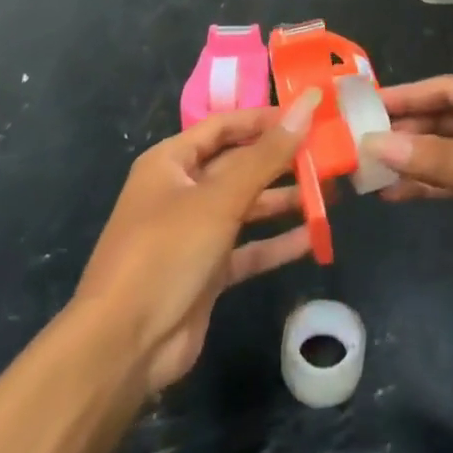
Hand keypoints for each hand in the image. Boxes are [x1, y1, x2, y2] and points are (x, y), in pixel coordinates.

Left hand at [73, 91, 320, 391]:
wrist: (123, 347)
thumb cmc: (166, 252)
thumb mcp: (219, 198)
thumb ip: (267, 154)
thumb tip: (307, 105)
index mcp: (171, 162)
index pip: (223, 126)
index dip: (264, 119)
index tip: (307, 115)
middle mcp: (181, 191)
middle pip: (238, 165)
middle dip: (280, 160)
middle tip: (328, 153)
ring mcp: (194, 234)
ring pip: (246, 206)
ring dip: (283, 200)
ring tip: (329, 191)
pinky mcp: (207, 272)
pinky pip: (248, 248)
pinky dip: (276, 242)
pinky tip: (312, 237)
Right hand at [367, 76, 452, 303]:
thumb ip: (442, 160)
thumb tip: (378, 143)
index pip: (449, 89)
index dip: (407, 96)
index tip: (365, 106)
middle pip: (450, 118)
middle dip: (410, 131)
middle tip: (361, 142)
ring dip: (419, 161)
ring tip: (371, 172)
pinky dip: (438, 186)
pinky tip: (403, 194)